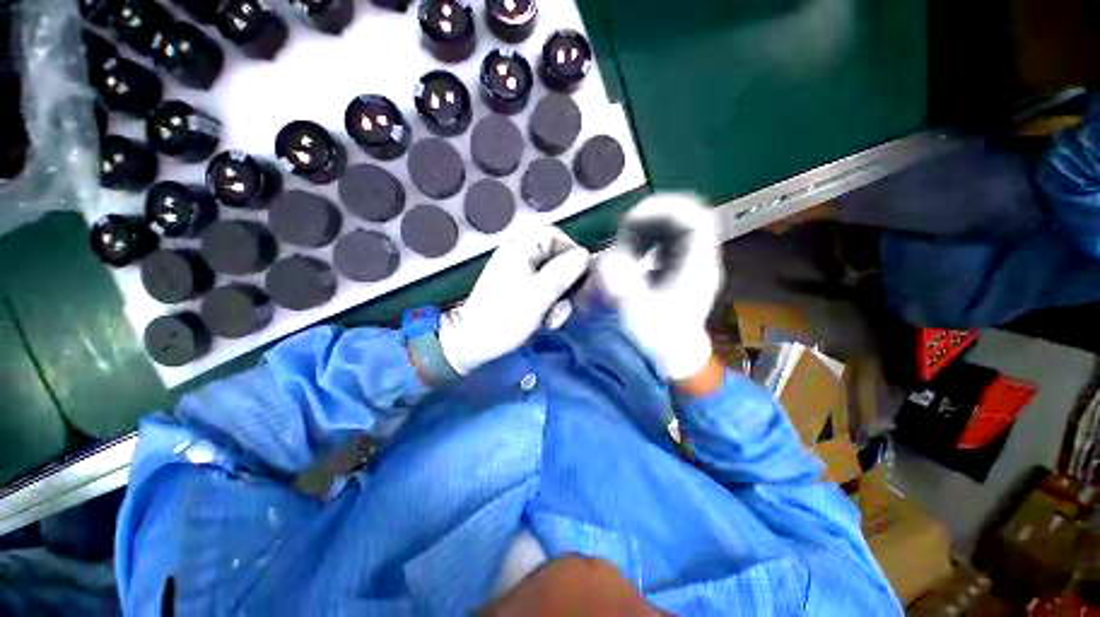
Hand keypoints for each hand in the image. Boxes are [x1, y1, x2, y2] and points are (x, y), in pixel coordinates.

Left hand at [439, 226, 590, 374]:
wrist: (471, 342)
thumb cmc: (505, 318)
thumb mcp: (539, 296)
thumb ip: (562, 273)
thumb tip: (584, 254)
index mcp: (519, 249)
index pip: (553, 235)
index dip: (571, 251)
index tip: (579, 275)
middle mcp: (516, 254)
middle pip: (553, 256)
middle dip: (564, 282)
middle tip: (565, 303)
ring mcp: (514, 271)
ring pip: (548, 274)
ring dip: (556, 296)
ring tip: (552, 319)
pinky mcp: (513, 287)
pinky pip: (538, 286)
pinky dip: (545, 302)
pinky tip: (543, 320)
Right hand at [596, 194, 722, 380]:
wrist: (672, 357)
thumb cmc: (658, 337)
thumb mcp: (636, 309)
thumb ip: (622, 281)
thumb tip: (607, 258)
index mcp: (697, 267)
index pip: (696, 219)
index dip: (663, 210)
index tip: (631, 221)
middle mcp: (699, 260)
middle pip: (686, 218)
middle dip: (652, 217)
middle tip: (624, 229)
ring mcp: (691, 265)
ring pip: (676, 229)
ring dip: (648, 228)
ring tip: (625, 240)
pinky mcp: (680, 270)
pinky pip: (667, 242)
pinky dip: (648, 240)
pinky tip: (632, 252)